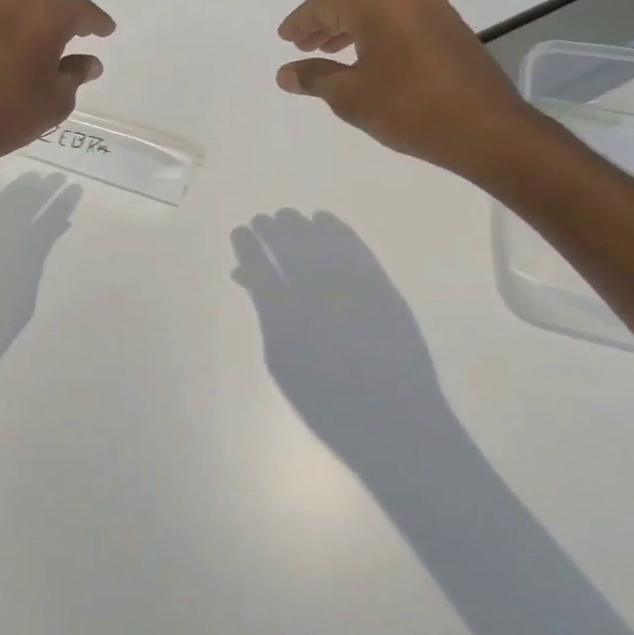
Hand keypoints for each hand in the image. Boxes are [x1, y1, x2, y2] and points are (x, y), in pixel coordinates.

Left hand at [0, 0, 115, 166]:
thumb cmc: (13, 112)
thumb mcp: (58, 99)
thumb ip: (76, 74)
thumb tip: (88, 63)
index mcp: (45, 16)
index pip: (81, 11)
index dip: (97, 21)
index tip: (107, 30)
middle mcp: (13, 5)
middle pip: (48, 3)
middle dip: (66, 17)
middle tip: (80, 32)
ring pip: (19, 9)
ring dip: (35, 22)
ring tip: (45, 42)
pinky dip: (10, 33)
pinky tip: (12, 53)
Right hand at [231, 210, 450, 463]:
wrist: (393, 419)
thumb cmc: (327, 400)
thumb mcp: (282, 362)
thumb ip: (266, 315)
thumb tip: (249, 279)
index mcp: (285, 318)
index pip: (258, 267)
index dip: (246, 245)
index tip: (240, 232)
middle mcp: (315, 293)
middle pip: (287, 246)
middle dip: (271, 229)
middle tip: (261, 220)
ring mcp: (351, 286)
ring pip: (318, 239)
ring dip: (299, 224)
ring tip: (286, 216)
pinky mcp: (380, 284)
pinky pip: (353, 245)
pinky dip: (336, 228)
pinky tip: (323, 219)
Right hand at [276, 0, 542, 182]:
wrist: (489, 131)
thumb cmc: (411, 109)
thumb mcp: (351, 96)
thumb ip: (314, 78)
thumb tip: (285, 73)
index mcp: (380, 3)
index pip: (326, 3)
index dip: (300, 21)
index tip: (283, 38)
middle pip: (353, 3)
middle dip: (324, 25)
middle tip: (301, 46)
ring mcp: (435, 10)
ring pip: (379, 12)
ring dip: (350, 30)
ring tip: (328, 53)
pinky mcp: (451, 28)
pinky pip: (401, 22)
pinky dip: (376, 36)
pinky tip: (367, 59)